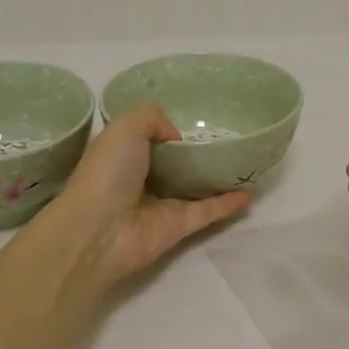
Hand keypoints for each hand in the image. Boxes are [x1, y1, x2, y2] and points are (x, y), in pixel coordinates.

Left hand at [57, 103, 252, 292]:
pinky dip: (228, 203)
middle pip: (173, 163)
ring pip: (194, 187)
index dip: (165, 128)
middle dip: (194, 152)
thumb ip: (153, 117)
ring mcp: (160, 204)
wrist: (98, 231)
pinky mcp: (178, 227)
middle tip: (227, 137)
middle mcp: (140, 178)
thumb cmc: (107, 173)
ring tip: (244, 163)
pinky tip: (250, 193)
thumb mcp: (125, 126)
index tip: (192, 118)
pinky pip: (208, 211)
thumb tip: (177, 138)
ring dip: (215, 178)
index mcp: (122, 153)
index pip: (146, 137)